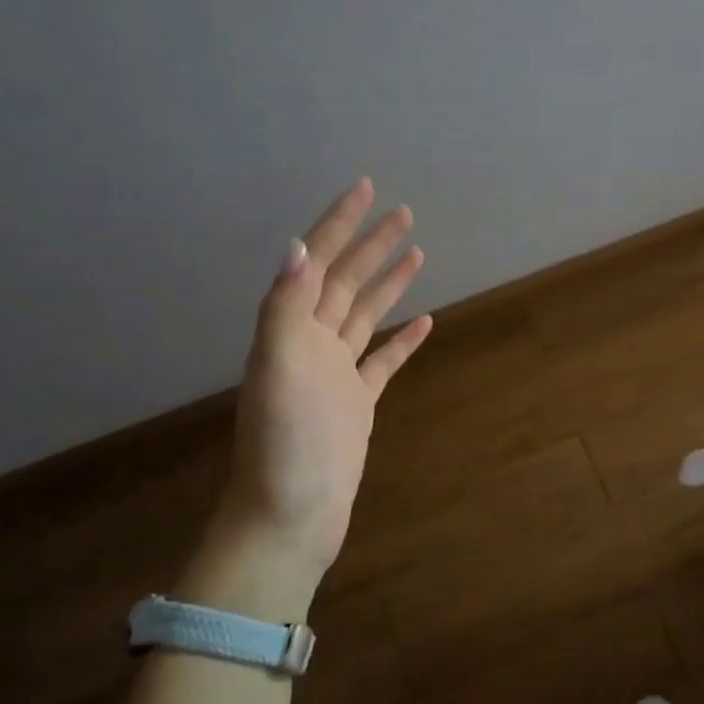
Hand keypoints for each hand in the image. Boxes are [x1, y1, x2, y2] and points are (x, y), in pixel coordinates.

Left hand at [216, 178, 432, 586]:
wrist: (290, 515)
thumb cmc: (284, 442)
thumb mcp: (279, 367)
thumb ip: (287, 306)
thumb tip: (298, 245)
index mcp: (291, 329)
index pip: (319, 263)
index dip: (340, 224)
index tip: (366, 189)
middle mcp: (312, 343)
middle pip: (346, 281)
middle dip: (372, 244)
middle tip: (404, 211)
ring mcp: (337, 372)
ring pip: (366, 314)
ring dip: (388, 282)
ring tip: (415, 252)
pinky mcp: (358, 401)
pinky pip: (384, 360)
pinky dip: (404, 339)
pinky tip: (423, 322)